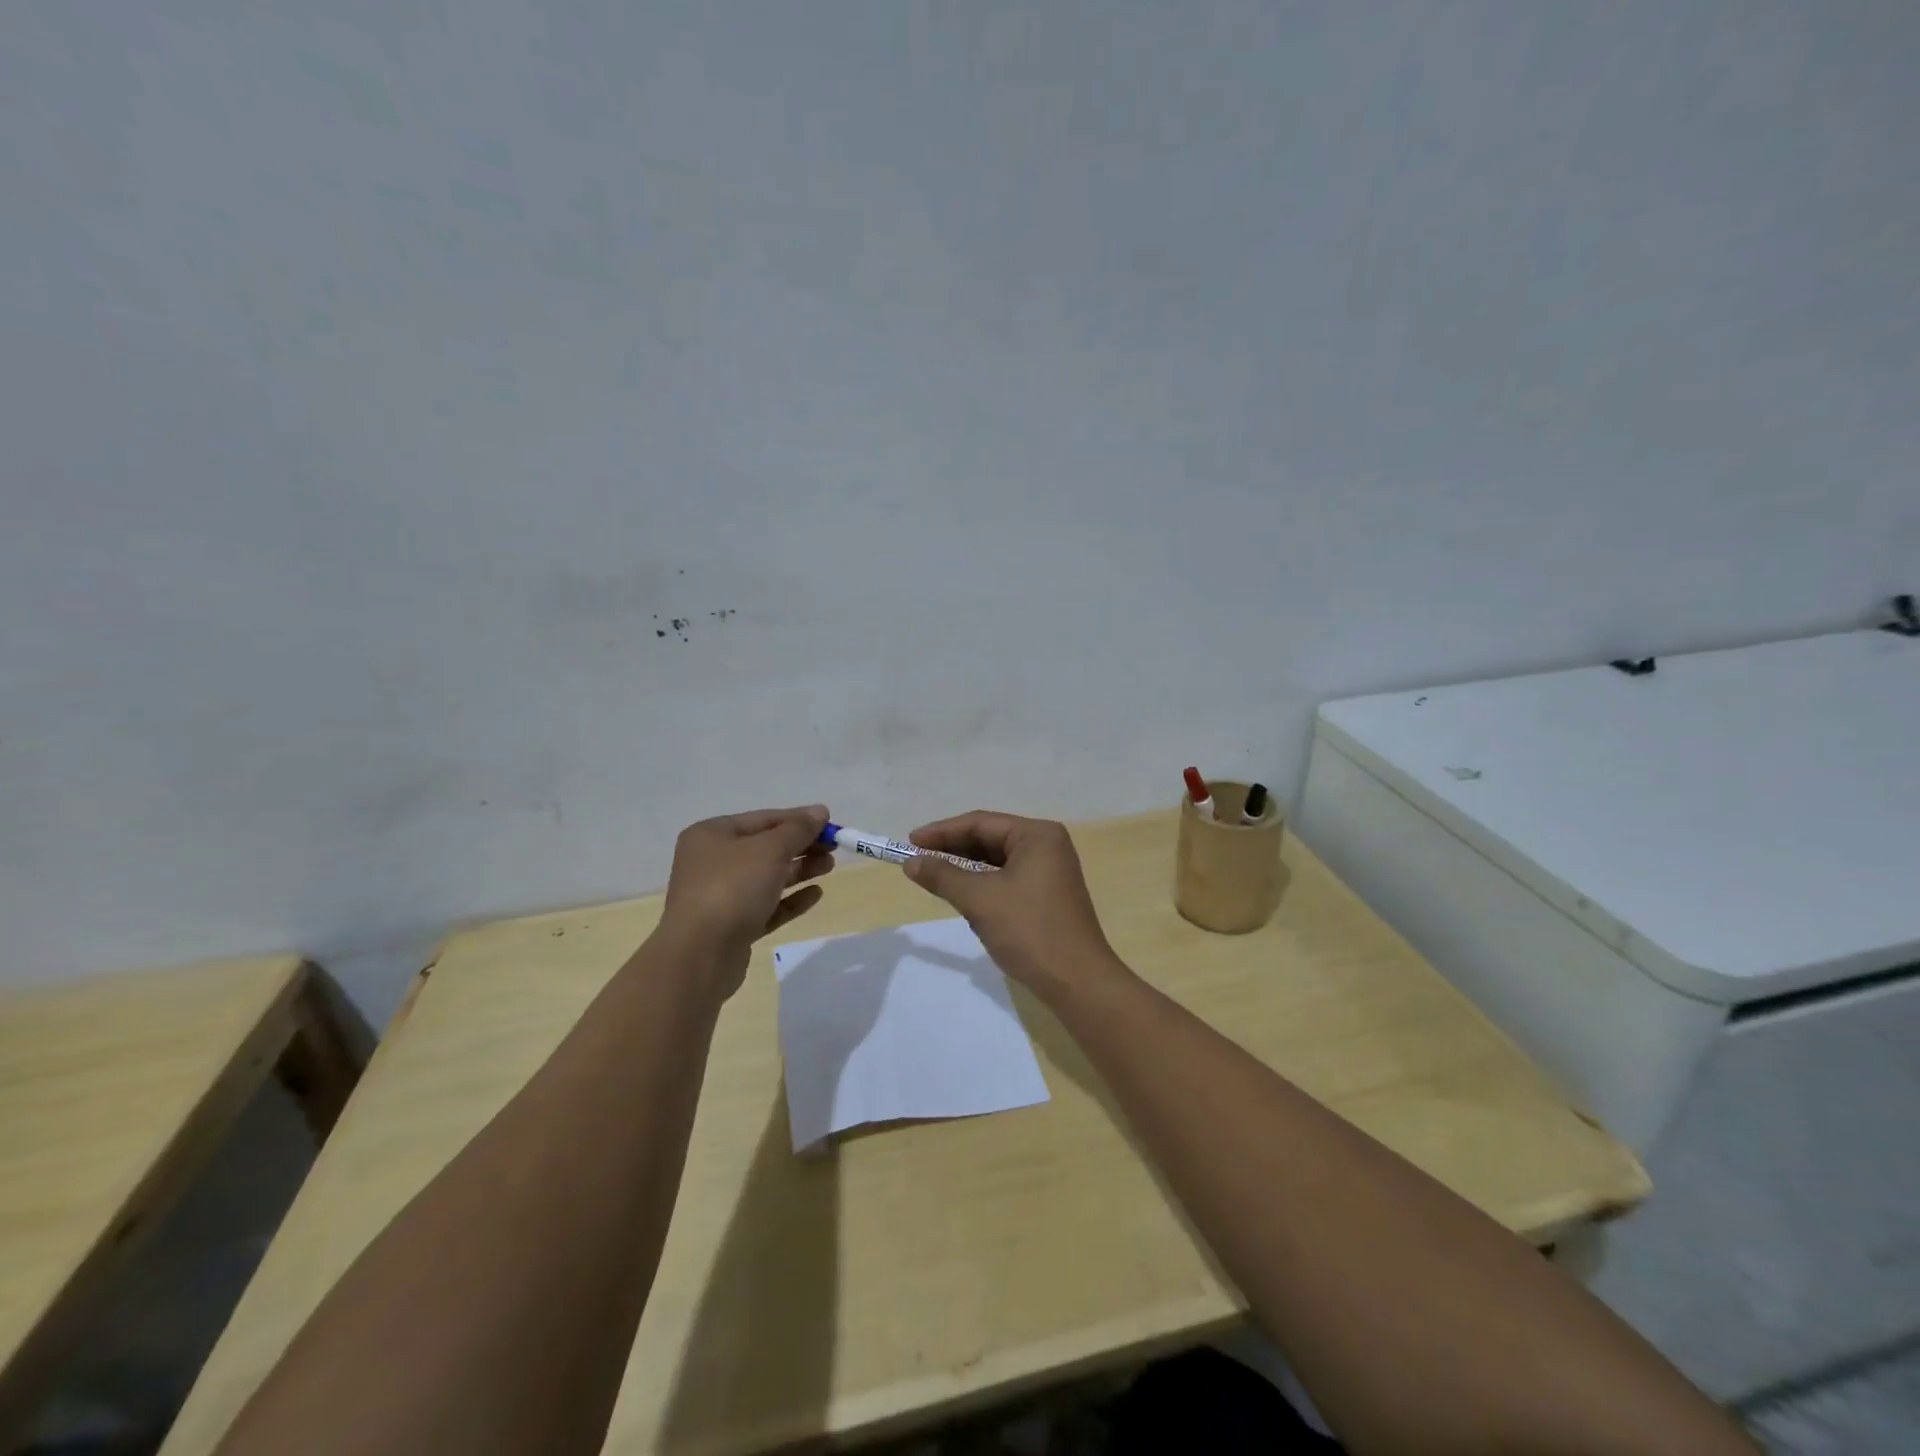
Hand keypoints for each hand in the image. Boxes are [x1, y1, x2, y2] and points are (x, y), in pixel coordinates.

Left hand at [656, 805, 833, 995]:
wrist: (699, 955)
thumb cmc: (732, 888)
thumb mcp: (769, 850)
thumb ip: (798, 829)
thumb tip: (819, 811)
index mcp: (712, 835)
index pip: (763, 819)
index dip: (798, 819)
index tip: (830, 823)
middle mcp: (712, 862)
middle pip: (765, 848)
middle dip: (801, 846)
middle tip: (834, 848)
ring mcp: (720, 896)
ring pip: (767, 877)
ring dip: (799, 870)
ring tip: (829, 867)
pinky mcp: (731, 926)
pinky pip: (766, 906)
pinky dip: (790, 899)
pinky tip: (816, 895)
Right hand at [903, 811, 1121, 998]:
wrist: (1077, 981)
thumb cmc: (1029, 930)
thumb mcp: (980, 900)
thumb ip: (943, 876)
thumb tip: (911, 862)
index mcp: (1037, 835)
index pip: (981, 823)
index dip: (942, 832)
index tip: (909, 842)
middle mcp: (1047, 845)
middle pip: (990, 839)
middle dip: (953, 849)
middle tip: (917, 859)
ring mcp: (1050, 871)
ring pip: (997, 861)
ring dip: (966, 868)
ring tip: (934, 875)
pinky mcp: (1047, 895)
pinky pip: (1007, 879)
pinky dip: (983, 885)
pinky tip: (963, 895)